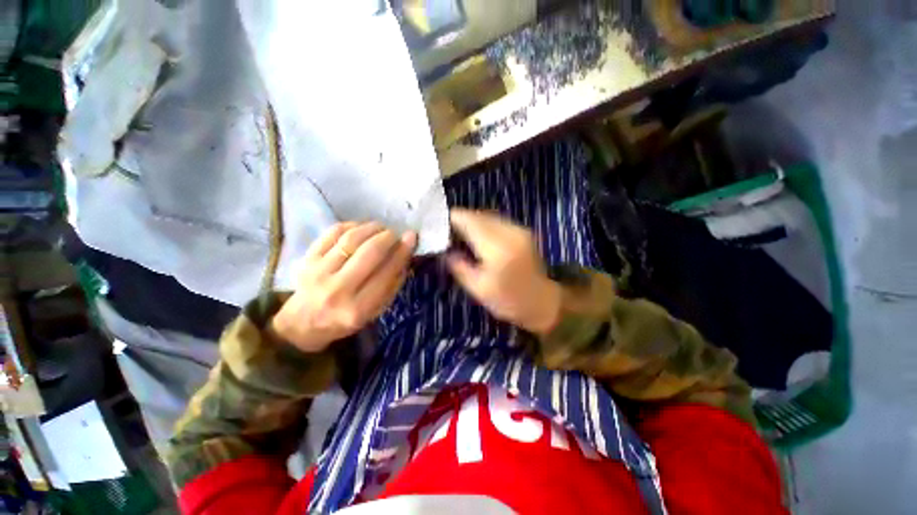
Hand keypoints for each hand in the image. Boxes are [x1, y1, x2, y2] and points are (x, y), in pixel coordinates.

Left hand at [271, 222, 416, 352]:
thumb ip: (392, 284)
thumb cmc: (345, 318)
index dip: (402, 252)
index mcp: (358, 309)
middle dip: (387, 237)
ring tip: (381, 228)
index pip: (386, 273)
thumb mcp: (375, 311)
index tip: (411, 238)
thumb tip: (404, 253)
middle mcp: (337, 290)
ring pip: (351, 239)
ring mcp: (318, 272)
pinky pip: (332, 233)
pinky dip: (351, 226)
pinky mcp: (307, 259)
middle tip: (395, 234)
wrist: (303, 322)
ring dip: (371, 228)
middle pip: (369, 252)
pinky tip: (361, 227)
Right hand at [446, 209, 561, 333]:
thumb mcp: (478, 289)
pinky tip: (477, 235)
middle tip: (445, 230)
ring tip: (458, 232)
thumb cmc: (509, 301)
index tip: (436, 223)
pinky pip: (497, 221)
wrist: (542, 302)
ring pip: (488, 215)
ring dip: (472, 220)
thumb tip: (444, 251)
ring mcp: (518, 229)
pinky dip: (484, 224)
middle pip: (478, 215)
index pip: (469, 221)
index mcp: (497, 247)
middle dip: (460, 219)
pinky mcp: (522, 231)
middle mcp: (509, 232)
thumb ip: (459, 267)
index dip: (451, 218)